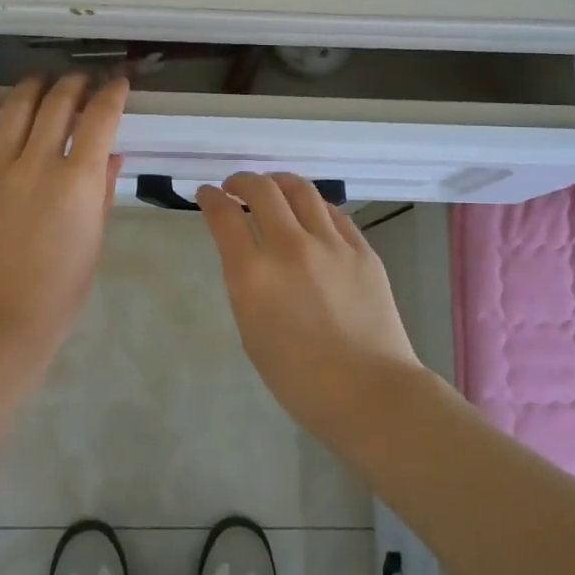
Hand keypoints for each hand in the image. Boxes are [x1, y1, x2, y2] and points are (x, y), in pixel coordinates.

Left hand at [0, 74, 127, 354]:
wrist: (3, 319)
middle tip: (83, 80)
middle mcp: (37, 165)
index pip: (100, 119)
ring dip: (34, 86)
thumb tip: (112, 153)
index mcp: (77, 181)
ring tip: (44, 79)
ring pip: (17, 109)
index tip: (118, 83)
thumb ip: (102, 189)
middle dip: (76, 83)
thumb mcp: (95, 237)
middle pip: (58, 105)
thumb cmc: (62, 287)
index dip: (112, 93)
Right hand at [195, 173, 425, 438]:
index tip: (206, 195)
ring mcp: (330, 244)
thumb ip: (247, 284)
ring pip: (300, 189)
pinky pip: (333, 213)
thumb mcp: (251, 330)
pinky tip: (310, 213)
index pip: (223, 216)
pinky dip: (313, 206)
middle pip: (261, 190)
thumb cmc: (298, 378)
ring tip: (272, 188)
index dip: (210, 199)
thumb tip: (250, 254)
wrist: (368, 392)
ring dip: (278, 182)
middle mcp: (289, 247)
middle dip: (241, 181)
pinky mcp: (362, 249)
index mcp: (253, 274)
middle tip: (235, 187)